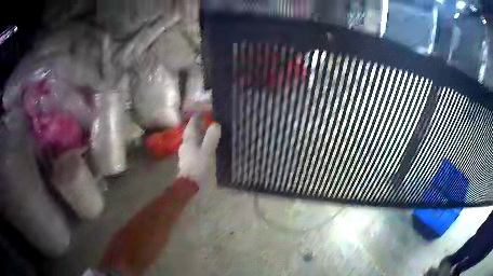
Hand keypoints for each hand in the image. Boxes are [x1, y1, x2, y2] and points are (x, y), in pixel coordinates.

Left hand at [178, 116, 220, 183]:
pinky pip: (194, 148)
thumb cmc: (198, 167)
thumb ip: (211, 137)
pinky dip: (199, 144)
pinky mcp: (188, 162)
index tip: (204, 111)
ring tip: (208, 133)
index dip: (197, 117)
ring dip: (199, 135)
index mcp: (189, 140)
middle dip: (198, 126)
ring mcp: (185, 154)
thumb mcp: (207, 151)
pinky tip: (205, 147)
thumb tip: (216, 124)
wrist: (189, 186)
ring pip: (192, 140)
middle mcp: (185, 145)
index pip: (192, 124)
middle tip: (207, 121)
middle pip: (191, 132)